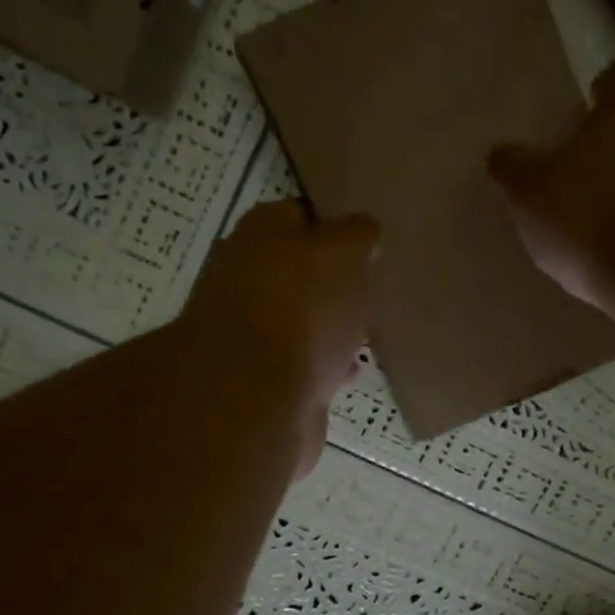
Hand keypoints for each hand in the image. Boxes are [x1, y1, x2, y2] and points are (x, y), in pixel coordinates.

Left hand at [181, 199, 378, 475]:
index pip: (299, 216)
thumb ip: (357, 236)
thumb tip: (364, 230)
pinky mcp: (261, 380)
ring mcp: (249, 333)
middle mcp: (245, 278)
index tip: (366, 245)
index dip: (333, 227)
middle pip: (296, 272)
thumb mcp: (343, 254)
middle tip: (370, 290)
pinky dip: (325, 365)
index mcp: (259, 235)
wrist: (256, 398)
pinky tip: (351, 371)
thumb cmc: (301, 310)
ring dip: (328, 325)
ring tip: (366, 332)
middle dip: (330, 282)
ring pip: (299, 320)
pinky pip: (302, 364)